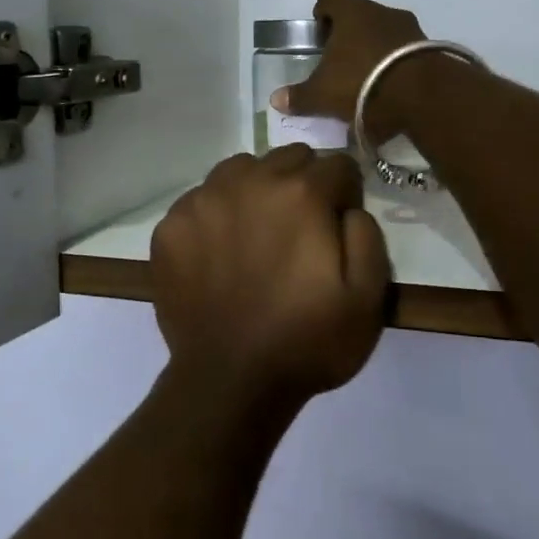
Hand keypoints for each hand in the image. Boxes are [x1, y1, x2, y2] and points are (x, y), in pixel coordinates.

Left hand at [151, 145, 390, 408]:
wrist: (229, 381)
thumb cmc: (306, 342)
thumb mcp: (368, 298)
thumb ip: (367, 234)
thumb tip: (348, 206)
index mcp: (301, 194)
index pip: (337, 164)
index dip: (346, 192)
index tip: (339, 223)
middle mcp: (249, 182)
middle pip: (288, 157)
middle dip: (303, 182)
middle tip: (300, 228)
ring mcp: (203, 200)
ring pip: (240, 169)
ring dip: (257, 188)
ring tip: (258, 231)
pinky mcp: (171, 225)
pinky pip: (202, 198)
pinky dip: (217, 213)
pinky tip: (220, 250)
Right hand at [271, 0, 424, 144]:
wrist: (424, 96)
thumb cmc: (363, 84)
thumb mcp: (323, 95)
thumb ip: (299, 96)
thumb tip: (276, 100)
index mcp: (352, 12)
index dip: (323, 8)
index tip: (320, 32)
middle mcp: (382, 11)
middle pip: (360, 13)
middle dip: (349, 35)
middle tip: (340, 64)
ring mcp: (410, 28)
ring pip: (385, 31)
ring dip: (375, 49)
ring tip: (367, 81)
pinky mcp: (431, 49)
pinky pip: (406, 50)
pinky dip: (396, 64)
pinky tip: (390, 90)